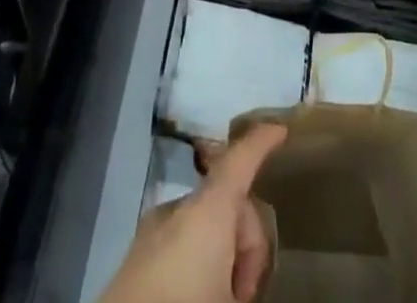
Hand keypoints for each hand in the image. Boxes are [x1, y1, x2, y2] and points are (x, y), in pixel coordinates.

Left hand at [101, 123, 286, 302]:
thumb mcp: (233, 299)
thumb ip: (253, 277)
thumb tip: (249, 284)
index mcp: (208, 209)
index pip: (240, 159)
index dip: (261, 142)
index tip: (279, 131)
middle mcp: (180, 207)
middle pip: (227, 200)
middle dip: (247, 240)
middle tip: (246, 293)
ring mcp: (154, 229)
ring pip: (204, 223)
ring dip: (223, 254)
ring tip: (223, 298)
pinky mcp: (137, 256)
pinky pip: (181, 241)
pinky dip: (199, 261)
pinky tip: (197, 295)